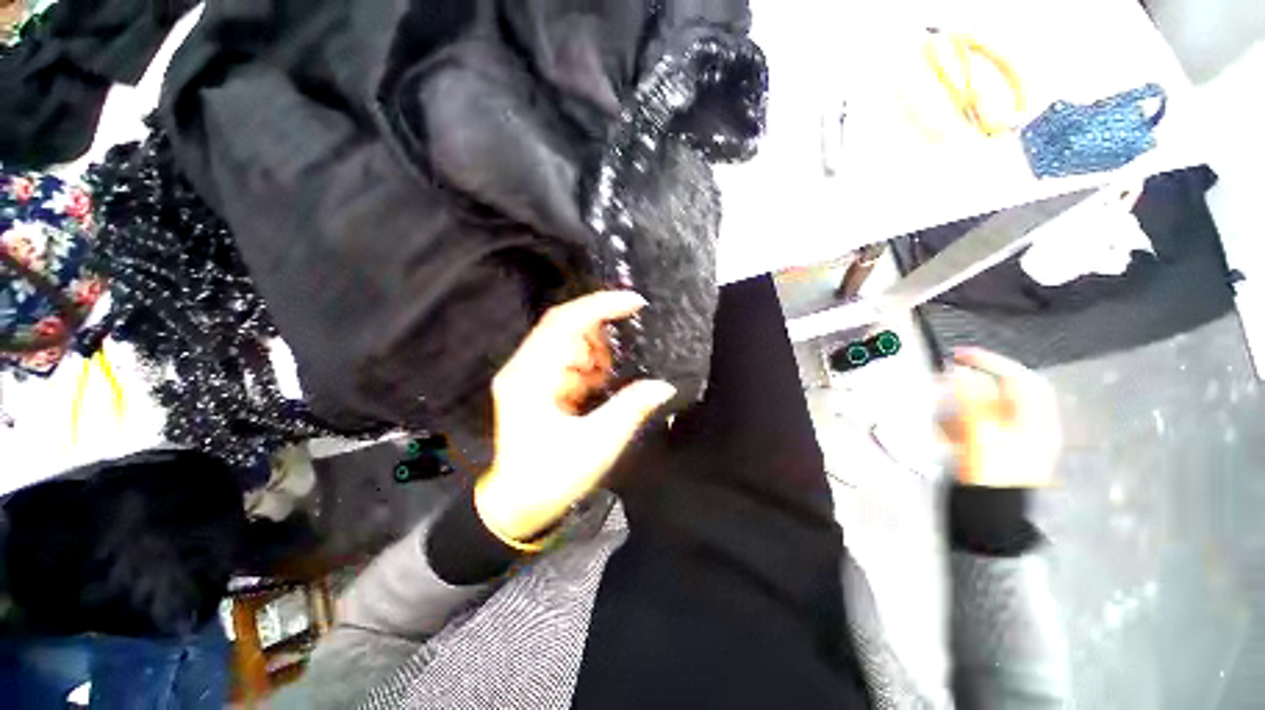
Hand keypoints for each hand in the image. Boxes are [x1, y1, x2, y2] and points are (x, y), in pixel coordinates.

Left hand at [475, 292, 676, 541]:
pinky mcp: (540, 386)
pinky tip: (602, 385)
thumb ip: (631, 409)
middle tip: (627, 353)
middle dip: (601, 337)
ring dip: (597, 355)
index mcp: (530, 377)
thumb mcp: (596, 444)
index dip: (600, 306)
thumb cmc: (551, 478)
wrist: (518, 507)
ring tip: (611, 378)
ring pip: (570, 345)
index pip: (564, 323)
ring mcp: (531, 376)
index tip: (634, 303)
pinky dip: (592, 368)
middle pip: (566, 329)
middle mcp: (525, 368)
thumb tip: (663, 386)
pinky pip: (570, 362)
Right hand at [938, 348, 1060, 487]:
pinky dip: (958, 420)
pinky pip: (977, 427)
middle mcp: (1027, 430)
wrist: (988, 523)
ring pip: (990, 408)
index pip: (1021, 381)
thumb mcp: (983, 440)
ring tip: (938, 399)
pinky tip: (940, 426)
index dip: (993, 363)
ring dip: (963, 399)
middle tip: (953, 370)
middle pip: (1009, 392)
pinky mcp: (992, 453)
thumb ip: (973, 404)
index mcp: (1035, 425)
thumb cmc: (992, 483)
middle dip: (980, 378)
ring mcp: (1011, 443)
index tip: (961, 356)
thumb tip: (959, 373)